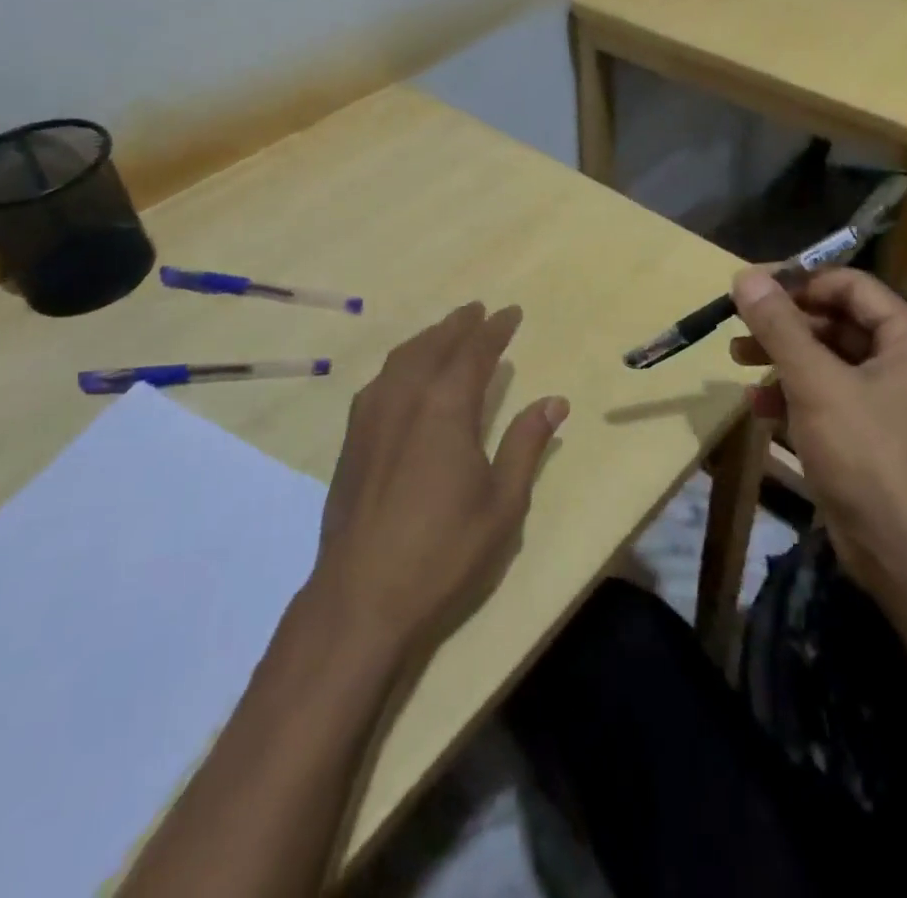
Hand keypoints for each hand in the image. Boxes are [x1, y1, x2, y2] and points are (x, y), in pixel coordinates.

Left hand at [311, 303, 566, 655]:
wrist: (360, 596)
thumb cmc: (443, 551)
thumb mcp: (503, 502)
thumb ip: (526, 444)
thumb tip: (554, 402)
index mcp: (446, 406)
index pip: (474, 352)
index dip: (495, 329)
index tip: (512, 312)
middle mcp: (405, 397)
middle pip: (435, 345)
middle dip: (460, 324)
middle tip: (479, 310)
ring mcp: (372, 416)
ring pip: (403, 358)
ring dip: (428, 338)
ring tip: (446, 332)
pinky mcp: (352, 439)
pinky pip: (381, 380)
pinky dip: (402, 362)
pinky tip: (405, 375)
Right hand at [729, 268, 906, 586]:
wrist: (906, 554)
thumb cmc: (866, 453)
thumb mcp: (815, 382)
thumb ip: (779, 326)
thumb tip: (745, 275)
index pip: (850, 286)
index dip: (799, 282)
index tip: (751, 288)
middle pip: (837, 321)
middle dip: (785, 325)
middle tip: (738, 327)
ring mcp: (893, 398)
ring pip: (829, 359)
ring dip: (783, 357)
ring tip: (736, 358)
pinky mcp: (873, 432)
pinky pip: (830, 395)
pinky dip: (795, 393)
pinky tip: (759, 403)